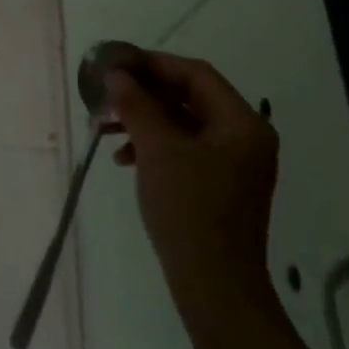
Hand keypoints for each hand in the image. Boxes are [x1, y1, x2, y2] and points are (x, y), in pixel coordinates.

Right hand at [104, 48, 278, 299]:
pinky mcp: (218, 184)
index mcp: (241, 123)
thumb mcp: (158, 150)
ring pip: (182, 123)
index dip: (153, 63)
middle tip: (105, 94)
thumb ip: (136, 105)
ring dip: (143, 119)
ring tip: (104, 127)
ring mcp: (233, 163)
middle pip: (189, 97)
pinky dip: (153, 145)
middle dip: (143, 93)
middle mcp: (244, 137)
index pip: (196, 74)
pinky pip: (184, 148)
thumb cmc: (189, 209)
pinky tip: (123, 158)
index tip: (114, 64)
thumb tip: (116, 75)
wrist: (213, 284)